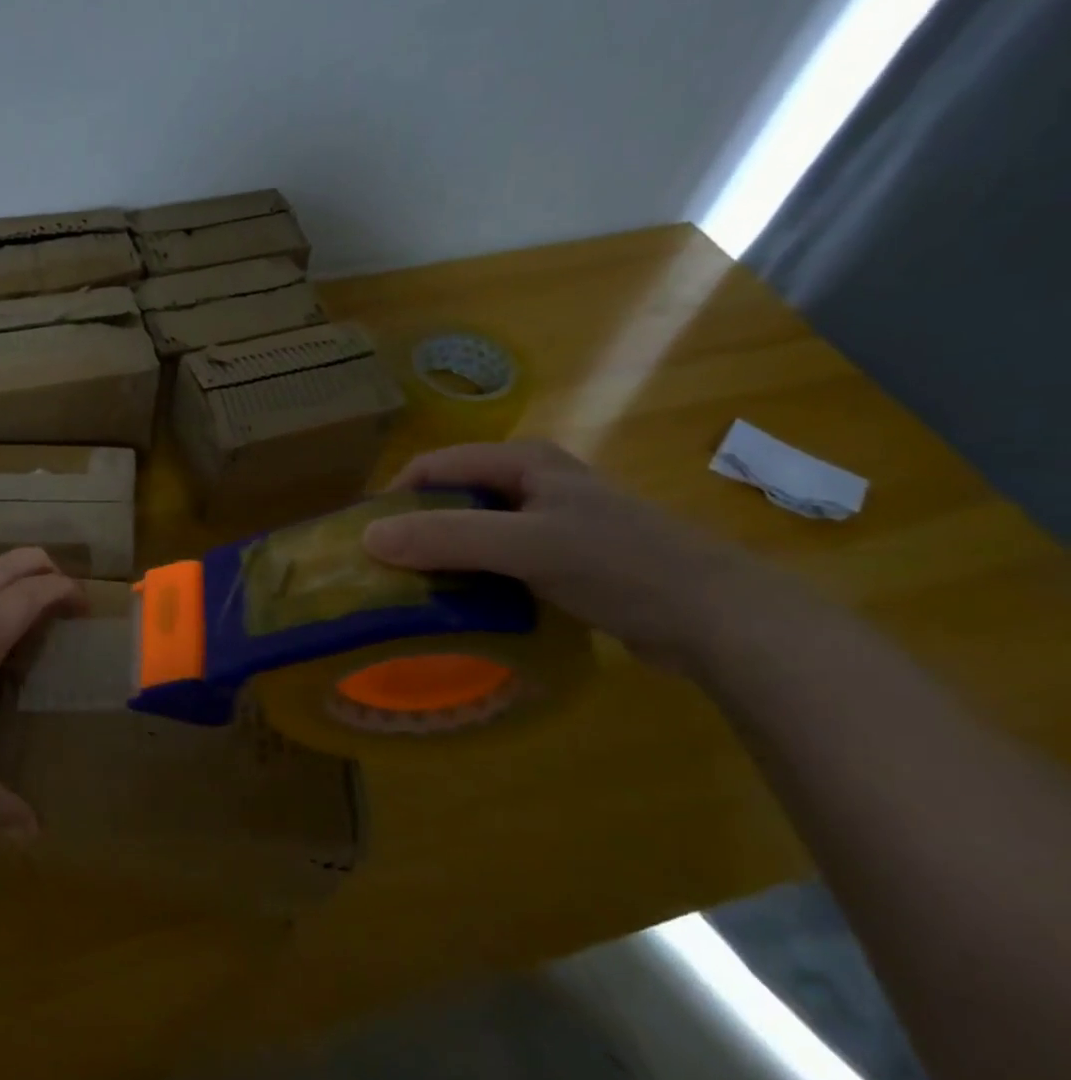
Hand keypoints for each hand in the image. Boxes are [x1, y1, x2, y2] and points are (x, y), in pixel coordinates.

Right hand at [363, 440, 785, 671]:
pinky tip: (460, 605)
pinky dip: (471, 577)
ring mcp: (548, 522)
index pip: (434, 466)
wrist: (715, 618)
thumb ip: (447, 538)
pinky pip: (496, 560)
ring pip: (472, 531)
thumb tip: (366, 539)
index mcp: (524, 461)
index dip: (394, 498)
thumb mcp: (525, 545)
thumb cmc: (619, 564)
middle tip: (382, 572)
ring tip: (410, 593)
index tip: (363, 541)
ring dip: (440, 558)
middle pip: (451, 498)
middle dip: (413, 530)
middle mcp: (532, 482)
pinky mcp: (561, 559)